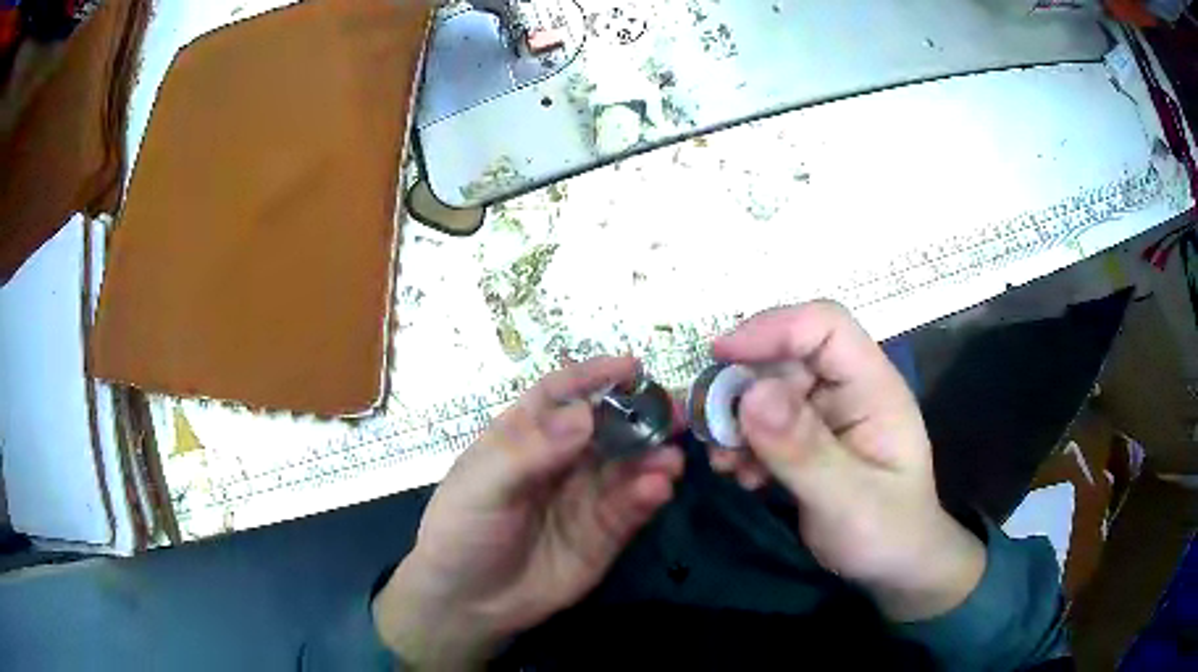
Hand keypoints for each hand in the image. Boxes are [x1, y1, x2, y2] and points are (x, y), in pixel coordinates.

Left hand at [372, 356, 684, 668]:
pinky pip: (630, 507)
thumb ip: (531, 451)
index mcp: (524, 437)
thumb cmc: (462, 532)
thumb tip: (585, 414)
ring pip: (627, 467)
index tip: (632, 367)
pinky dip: (648, 494)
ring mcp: (585, 498)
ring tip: (671, 459)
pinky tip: (658, 488)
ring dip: (652, 457)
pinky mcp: (603, 534)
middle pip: (606, 427)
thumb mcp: (482, 486)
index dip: (594, 377)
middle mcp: (560, 461)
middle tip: (674, 412)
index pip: (561, 394)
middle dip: (640, 416)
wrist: (468, 603)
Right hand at [710, 302, 985, 621]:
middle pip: (785, 357)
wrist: (894, 568)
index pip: (825, 327)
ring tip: (726, 464)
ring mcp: (824, 414)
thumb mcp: (847, 499)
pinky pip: (762, 424)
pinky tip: (741, 476)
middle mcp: (847, 389)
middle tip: (713, 432)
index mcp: (873, 386)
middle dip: (742, 389)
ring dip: (736, 422)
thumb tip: (749, 395)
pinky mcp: (805, 440)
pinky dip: (742, 445)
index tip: (720, 354)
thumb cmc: (887, 533)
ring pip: (767, 391)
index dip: (773, 328)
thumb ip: (803, 450)